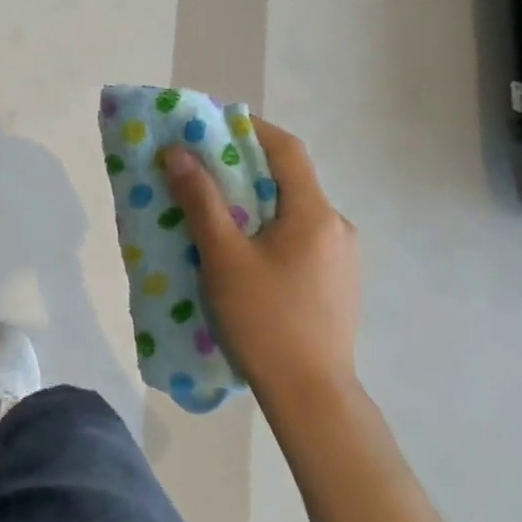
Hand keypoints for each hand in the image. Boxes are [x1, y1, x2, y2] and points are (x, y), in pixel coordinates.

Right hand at [161, 118, 358, 393]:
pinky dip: (269, 230)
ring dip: (256, 202)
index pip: (287, 149)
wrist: (313, 398)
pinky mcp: (337, 283)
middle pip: (290, 179)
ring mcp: (342, 258)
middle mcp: (337, 226)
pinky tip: (243, 255)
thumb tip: (178, 153)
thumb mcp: (224, 257)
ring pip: (293, 211)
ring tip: (216, 214)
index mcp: (315, 213)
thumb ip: (201, 201)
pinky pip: (299, 238)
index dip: (251, 128)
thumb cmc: (266, 320)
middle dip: (245, 167)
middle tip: (202, 169)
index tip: (213, 124)